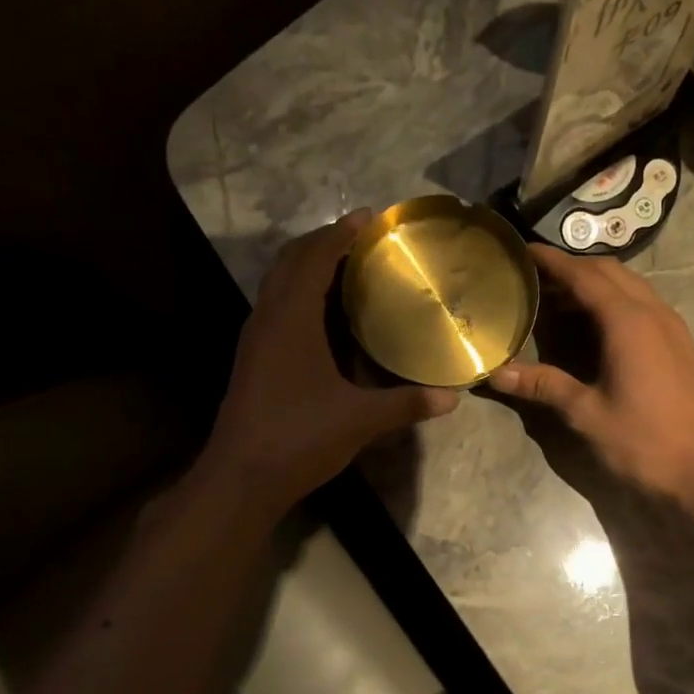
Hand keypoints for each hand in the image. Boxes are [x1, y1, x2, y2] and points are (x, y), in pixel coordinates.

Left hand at [201, 213, 458, 515]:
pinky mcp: (253, 359)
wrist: (241, 477)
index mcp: (291, 320)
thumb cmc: (299, 437)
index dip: (340, 233)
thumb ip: (406, 404)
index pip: (314, 258)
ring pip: (278, 283)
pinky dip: (300, 293)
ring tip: (346, 266)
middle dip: (323, 241)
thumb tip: (452, 397)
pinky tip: (326, 314)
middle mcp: (268, 319)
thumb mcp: (360, 420)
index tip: (369, 217)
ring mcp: (256, 339)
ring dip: (308, 265)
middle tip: (361, 237)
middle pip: (290, 261)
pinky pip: (277, 306)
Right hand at [489, 246, 693, 502]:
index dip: (552, 261)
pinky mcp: (681, 345)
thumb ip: (543, 386)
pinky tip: (596, 325)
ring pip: (631, 286)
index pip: (584, 275)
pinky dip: (615, 301)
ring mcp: (672, 327)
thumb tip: (497, 373)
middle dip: (573, 267)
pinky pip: (644, 305)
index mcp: (628, 321)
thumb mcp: (586, 414)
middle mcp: (653, 312)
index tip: (523, 250)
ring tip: (559, 298)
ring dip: (596, 283)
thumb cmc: (643, 441)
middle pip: (610, 272)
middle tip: (536, 276)